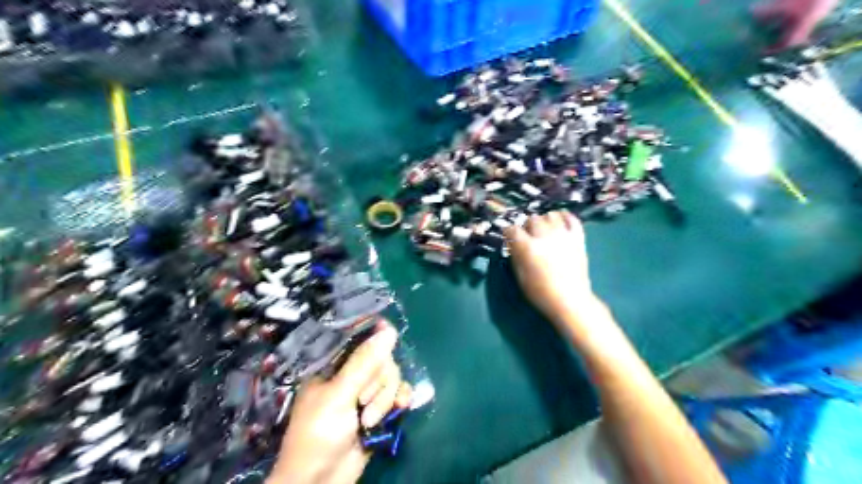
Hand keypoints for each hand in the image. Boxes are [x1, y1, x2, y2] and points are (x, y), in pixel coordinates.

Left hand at [272, 321, 413, 482]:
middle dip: (378, 382)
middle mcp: (351, 373)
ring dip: (385, 399)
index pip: (358, 337)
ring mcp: (366, 391)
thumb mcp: (338, 395)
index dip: (375, 334)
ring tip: (368, 421)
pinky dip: (400, 400)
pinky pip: (399, 392)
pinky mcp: (379, 407)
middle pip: (381, 358)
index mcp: (332, 364)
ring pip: (391, 376)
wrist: (321, 481)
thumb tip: (390, 330)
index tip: (391, 331)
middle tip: (362, 401)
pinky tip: (400, 409)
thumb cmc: (318, 433)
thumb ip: (364, 363)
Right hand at [507, 214, 599, 327]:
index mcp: (528, 247)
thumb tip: (512, 244)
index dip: (508, 231)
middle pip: (532, 219)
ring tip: (543, 228)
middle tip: (527, 235)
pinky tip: (560, 220)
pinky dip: (565, 216)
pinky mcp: (578, 238)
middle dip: (527, 225)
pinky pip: (572, 219)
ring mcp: (563, 235)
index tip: (508, 236)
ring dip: (544, 220)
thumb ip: (516, 256)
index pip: (513, 229)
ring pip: (551, 215)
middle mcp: (545, 236)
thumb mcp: (520, 276)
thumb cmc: (541, 293)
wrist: (570, 300)